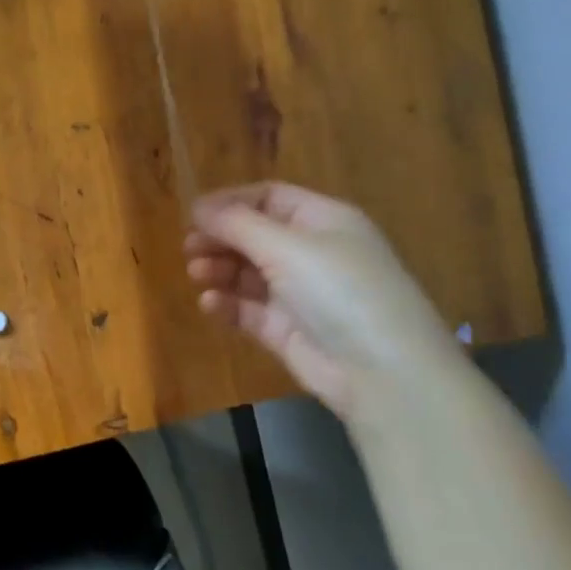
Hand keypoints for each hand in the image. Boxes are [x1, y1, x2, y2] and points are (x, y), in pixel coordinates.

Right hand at [185, 183, 468, 424]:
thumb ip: (237, 224)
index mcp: (323, 221)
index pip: (269, 198)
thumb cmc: (338, 289)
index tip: (193, 214)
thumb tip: (198, 207)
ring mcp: (300, 293)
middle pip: (255, 235)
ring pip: (249, 273)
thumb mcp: (286, 246)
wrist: (382, 371)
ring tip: (196, 274)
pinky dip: (228, 304)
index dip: (230, 202)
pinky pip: (250, 310)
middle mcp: (312, 252)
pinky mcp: (288, 330)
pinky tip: (210, 304)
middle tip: (189, 248)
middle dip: (220, 238)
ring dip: (220, 269)